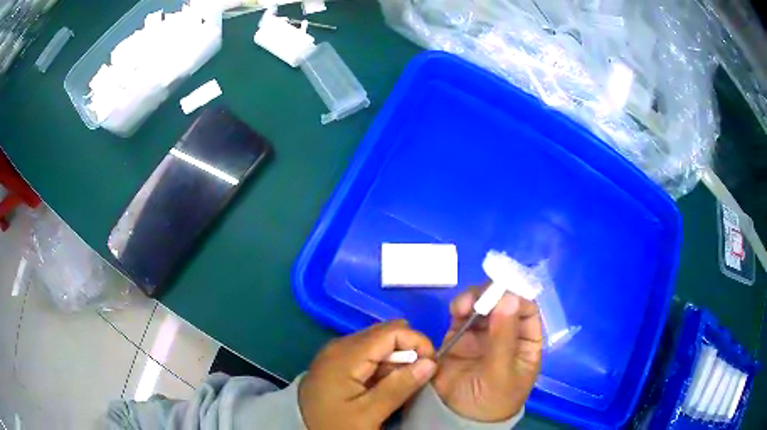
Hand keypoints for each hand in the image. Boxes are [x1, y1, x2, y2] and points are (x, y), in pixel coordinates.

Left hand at [299, 320, 436, 429]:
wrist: (299, 429)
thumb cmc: (333, 424)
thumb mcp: (368, 413)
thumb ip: (399, 386)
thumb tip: (431, 362)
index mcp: (346, 354)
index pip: (393, 331)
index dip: (418, 343)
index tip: (430, 367)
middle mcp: (340, 345)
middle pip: (386, 334)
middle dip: (408, 352)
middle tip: (417, 379)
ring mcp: (337, 352)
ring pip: (378, 344)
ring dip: (396, 361)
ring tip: (401, 387)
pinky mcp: (336, 362)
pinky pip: (367, 355)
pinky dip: (382, 366)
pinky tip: (384, 386)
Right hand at [433, 288, 542, 421]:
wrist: (454, 418)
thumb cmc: (490, 400)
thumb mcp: (502, 372)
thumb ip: (504, 337)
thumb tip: (508, 298)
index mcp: (525, 342)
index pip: (527, 311)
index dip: (518, 297)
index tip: (503, 291)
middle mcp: (506, 333)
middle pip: (504, 302)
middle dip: (493, 294)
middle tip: (481, 295)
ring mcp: (482, 334)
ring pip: (482, 304)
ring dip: (475, 298)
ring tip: (464, 306)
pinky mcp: (460, 336)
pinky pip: (462, 314)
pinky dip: (460, 306)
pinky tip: (457, 310)